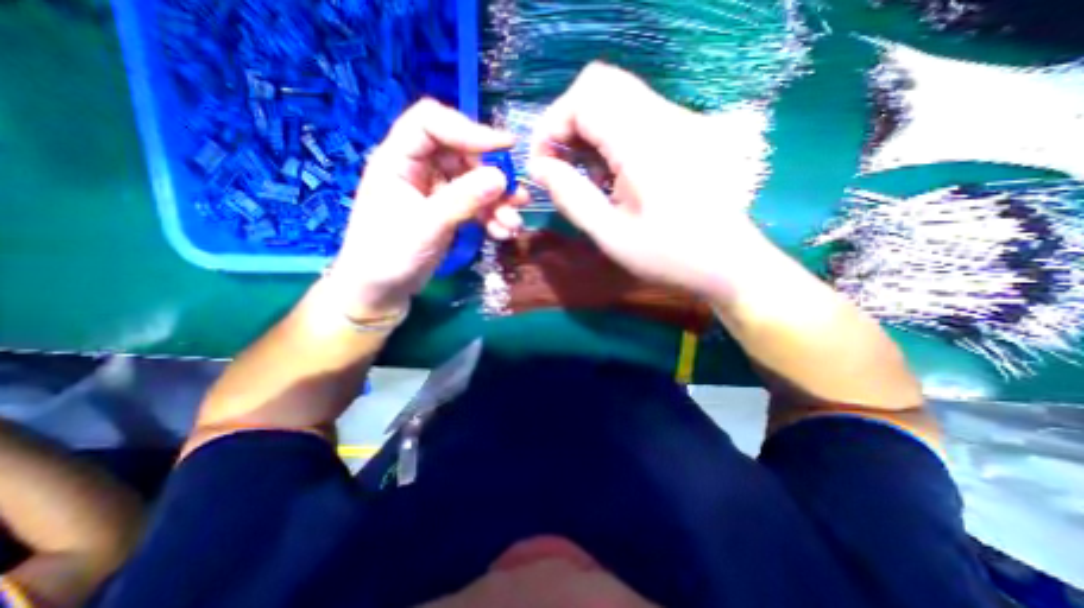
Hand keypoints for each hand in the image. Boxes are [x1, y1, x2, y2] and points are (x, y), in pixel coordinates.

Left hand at [333, 100, 532, 316]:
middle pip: (463, 154)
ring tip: (514, 223)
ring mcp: (436, 191)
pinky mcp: (449, 211)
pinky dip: (492, 217)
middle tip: (516, 196)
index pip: (432, 123)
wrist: (382, 291)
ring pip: (475, 182)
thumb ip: (462, 199)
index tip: (504, 147)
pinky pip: (476, 205)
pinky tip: (503, 232)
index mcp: (399, 160)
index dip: (469, 129)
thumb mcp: (426, 226)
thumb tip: (501, 177)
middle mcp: (419, 169)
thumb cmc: (389, 256)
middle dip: (493, 175)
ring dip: (498, 201)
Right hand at [529, 62, 764, 301]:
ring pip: (616, 95)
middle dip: (567, 121)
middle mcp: (663, 119)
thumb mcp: (610, 235)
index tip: (543, 163)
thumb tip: (538, 167)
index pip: (585, 97)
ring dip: (587, 129)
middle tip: (559, 164)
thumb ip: (571, 197)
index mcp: (644, 145)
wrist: (727, 262)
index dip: (552, 124)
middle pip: (600, 84)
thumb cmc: (668, 256)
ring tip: (584, 173)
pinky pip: (633, 113)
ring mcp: (677, 121)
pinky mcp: (682, 131)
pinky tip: (609, 172)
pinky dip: (608, 134)